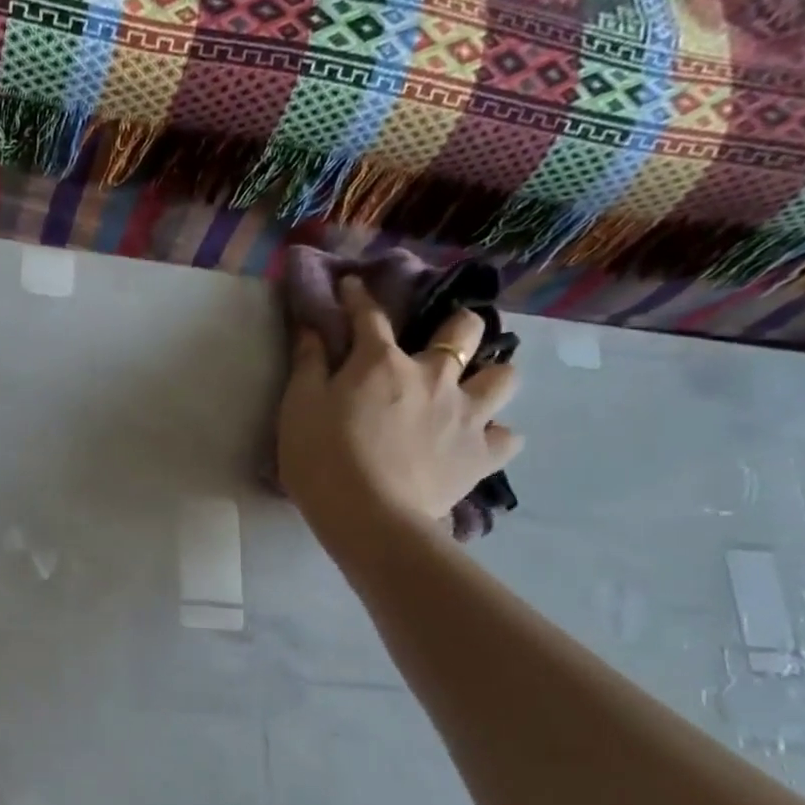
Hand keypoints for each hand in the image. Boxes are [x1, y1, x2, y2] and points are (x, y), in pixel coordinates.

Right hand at [278, 276, 522, 556]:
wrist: (369, 517)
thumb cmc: (322, 460)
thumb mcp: (298, 408)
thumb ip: (307, 364)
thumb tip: (313, 326)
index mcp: (382, 363)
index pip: (370, 316)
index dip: (358, 297)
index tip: (351, 286)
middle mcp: (434, 376)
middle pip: (464, 331)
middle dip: (456, 326)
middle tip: (440, 341)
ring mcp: (466, 415)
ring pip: (504, 377)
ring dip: (491, 376)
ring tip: (472, 389)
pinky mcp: (482, 455)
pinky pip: (507, 437)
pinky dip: (495, 435)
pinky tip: (478, 441)